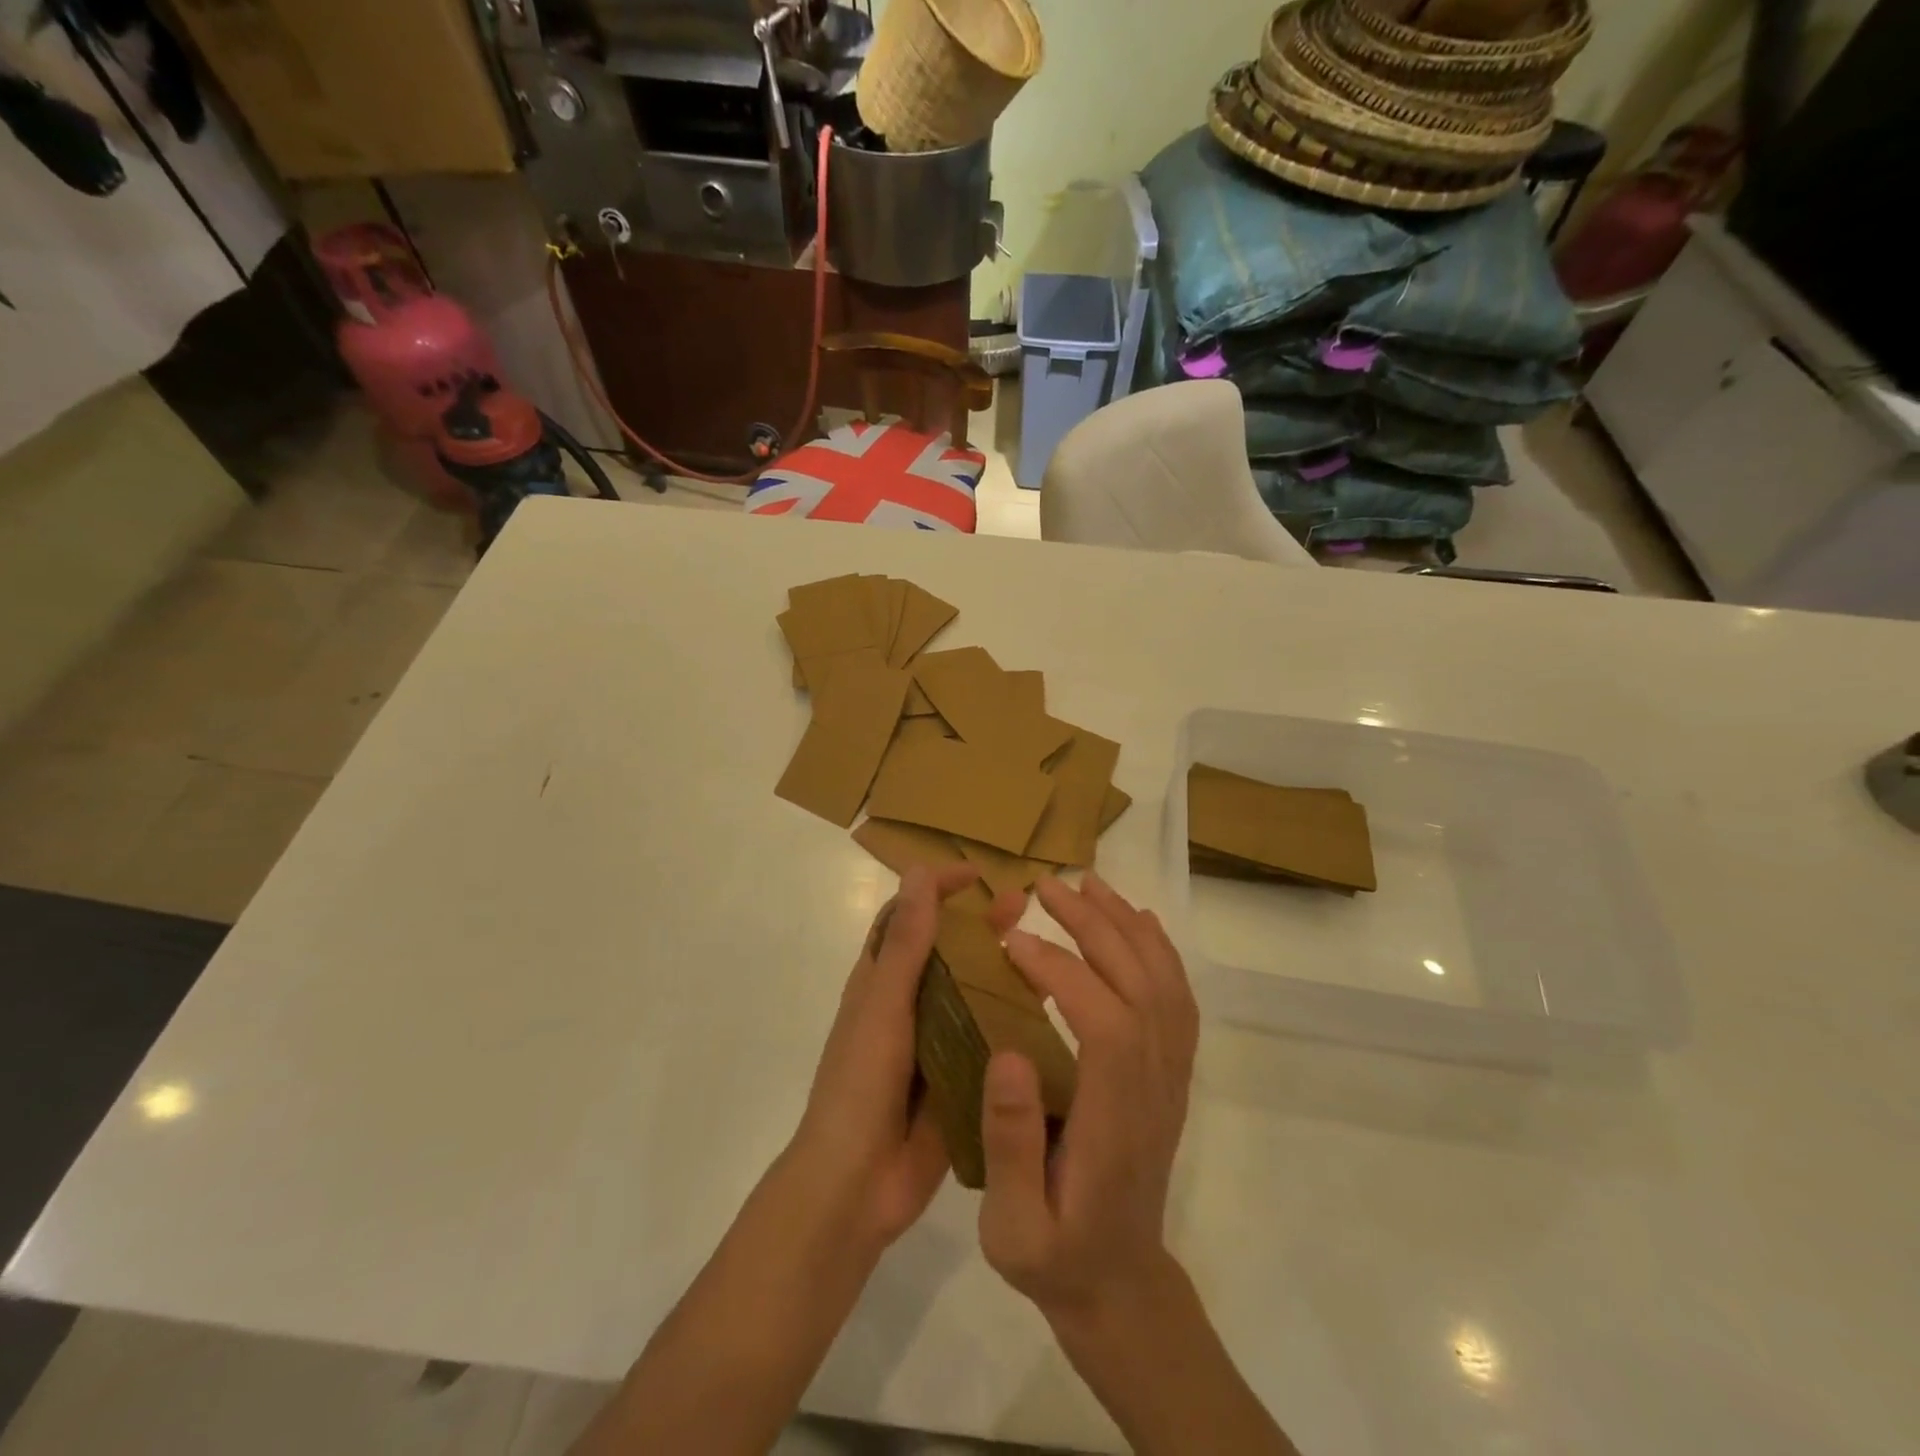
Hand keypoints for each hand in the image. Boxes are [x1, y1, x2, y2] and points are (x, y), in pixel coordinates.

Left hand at [787, 864, 1024, 1253]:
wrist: (856, 1186)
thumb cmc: (859, 1084)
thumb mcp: (883, 1006)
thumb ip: (904, 944)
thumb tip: (918, 872)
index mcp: (880, 983)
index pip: (907, 917)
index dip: (936, 889)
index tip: (975, 874)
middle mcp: (907, 1005)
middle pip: (946, 950)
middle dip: (979, 923)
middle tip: (1022, 904)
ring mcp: (933, 1043)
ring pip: (972, 992)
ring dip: (1000, 967)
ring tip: (1044, 950)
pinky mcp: (957, 1077)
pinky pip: (988, 1039)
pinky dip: (1013, 1020)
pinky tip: (1050, 1010)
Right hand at [977, 873, 1199, 1325]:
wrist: (1120, 1282)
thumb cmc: (1056, 1254)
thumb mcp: (1015, 1226)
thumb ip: (1011, 1145)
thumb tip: (1008, 1053)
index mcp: (1114, 1119)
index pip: (1104, 1021)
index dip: (1062, 972)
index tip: (1013, 942)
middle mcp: (1154, 1086)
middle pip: (1139, 985)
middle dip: (1093, 925)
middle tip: (1046, 886)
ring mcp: (1171, 1077)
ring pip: (1164, 983)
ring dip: (1127, 925)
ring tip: (1087, 884)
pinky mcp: (1172, 1074)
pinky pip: (1178, 999)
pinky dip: (1160, 951)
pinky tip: (1137, 922)